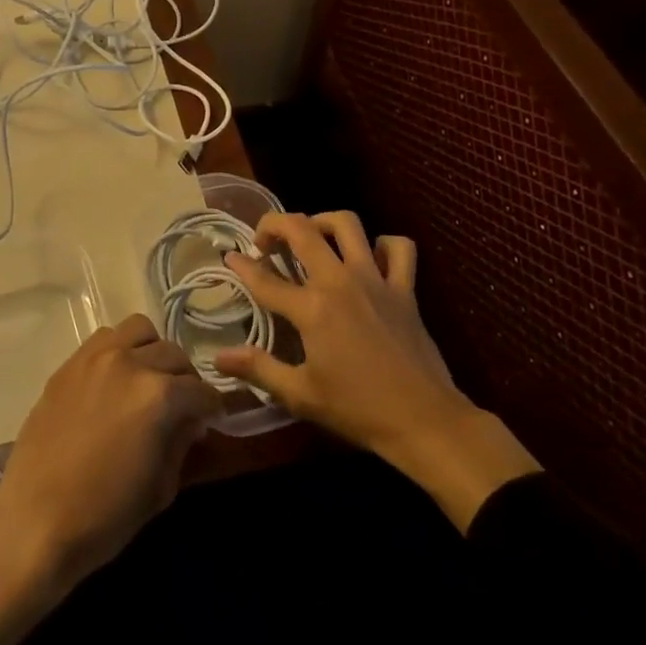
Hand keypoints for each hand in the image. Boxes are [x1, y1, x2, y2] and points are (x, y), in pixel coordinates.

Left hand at [0, 313, 219, 644]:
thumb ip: (180, 443)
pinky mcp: (69, 363)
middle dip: (185, 378)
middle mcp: (129, 362)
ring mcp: (95, 357)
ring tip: (148, 380)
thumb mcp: (160, 488)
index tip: (211, 417)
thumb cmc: (104, 517)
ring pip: (139, 330)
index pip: (200, 389)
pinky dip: (120, 350)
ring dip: (152, 352)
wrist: (34, 522)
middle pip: (173, 354)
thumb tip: (190, 421)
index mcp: (157, 395)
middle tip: (182, 404)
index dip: (212, 406)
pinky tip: (116, 380)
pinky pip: (105, 339)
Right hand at [213, 211, 539, 531]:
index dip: (242, 265)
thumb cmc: (358, 410)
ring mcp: (375, 279)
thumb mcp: (301, 395)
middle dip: (275, 225)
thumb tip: (219, 357)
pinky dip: (384, 244)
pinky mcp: (404, 288)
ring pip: (347, 224)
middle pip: (302, 229)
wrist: (425, 422)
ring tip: (312, 237)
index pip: (265, 279)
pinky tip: (370, 257)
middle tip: (266, 242)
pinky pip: (398, 248)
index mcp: (312, 308)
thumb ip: (258, 369)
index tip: (230, 257)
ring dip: (323, 222)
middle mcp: (340, 281)